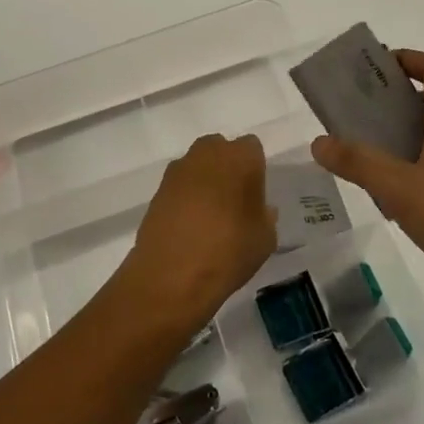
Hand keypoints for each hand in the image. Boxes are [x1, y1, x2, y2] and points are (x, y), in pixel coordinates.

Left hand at [117, 134, 276, 332]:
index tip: (255, 193)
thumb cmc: (229, 252)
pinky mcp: (158, 189)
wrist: (172, 275)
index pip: (252, 148)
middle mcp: (207, 154)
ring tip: (209, 216)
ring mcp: (178, 170)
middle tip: (233, 200)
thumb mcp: (264, 239)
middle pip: (220, 149)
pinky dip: (185, 197)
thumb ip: (265, 216)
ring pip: (197, 165)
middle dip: (227, 167)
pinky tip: (189, 225)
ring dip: (204, 181)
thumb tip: (260, 209)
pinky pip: (179, 185)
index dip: (254, 169)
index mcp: (240, 158)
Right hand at [311, 49, 423, 318]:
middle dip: (392, 101)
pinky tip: (393, 198)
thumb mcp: (402, 189)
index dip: (405, 59)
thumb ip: (359, 163)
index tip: (371, 68)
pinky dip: (415, 171)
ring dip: (401, 139)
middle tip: (353, 112)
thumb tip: (318, 141)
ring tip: (363, 153)